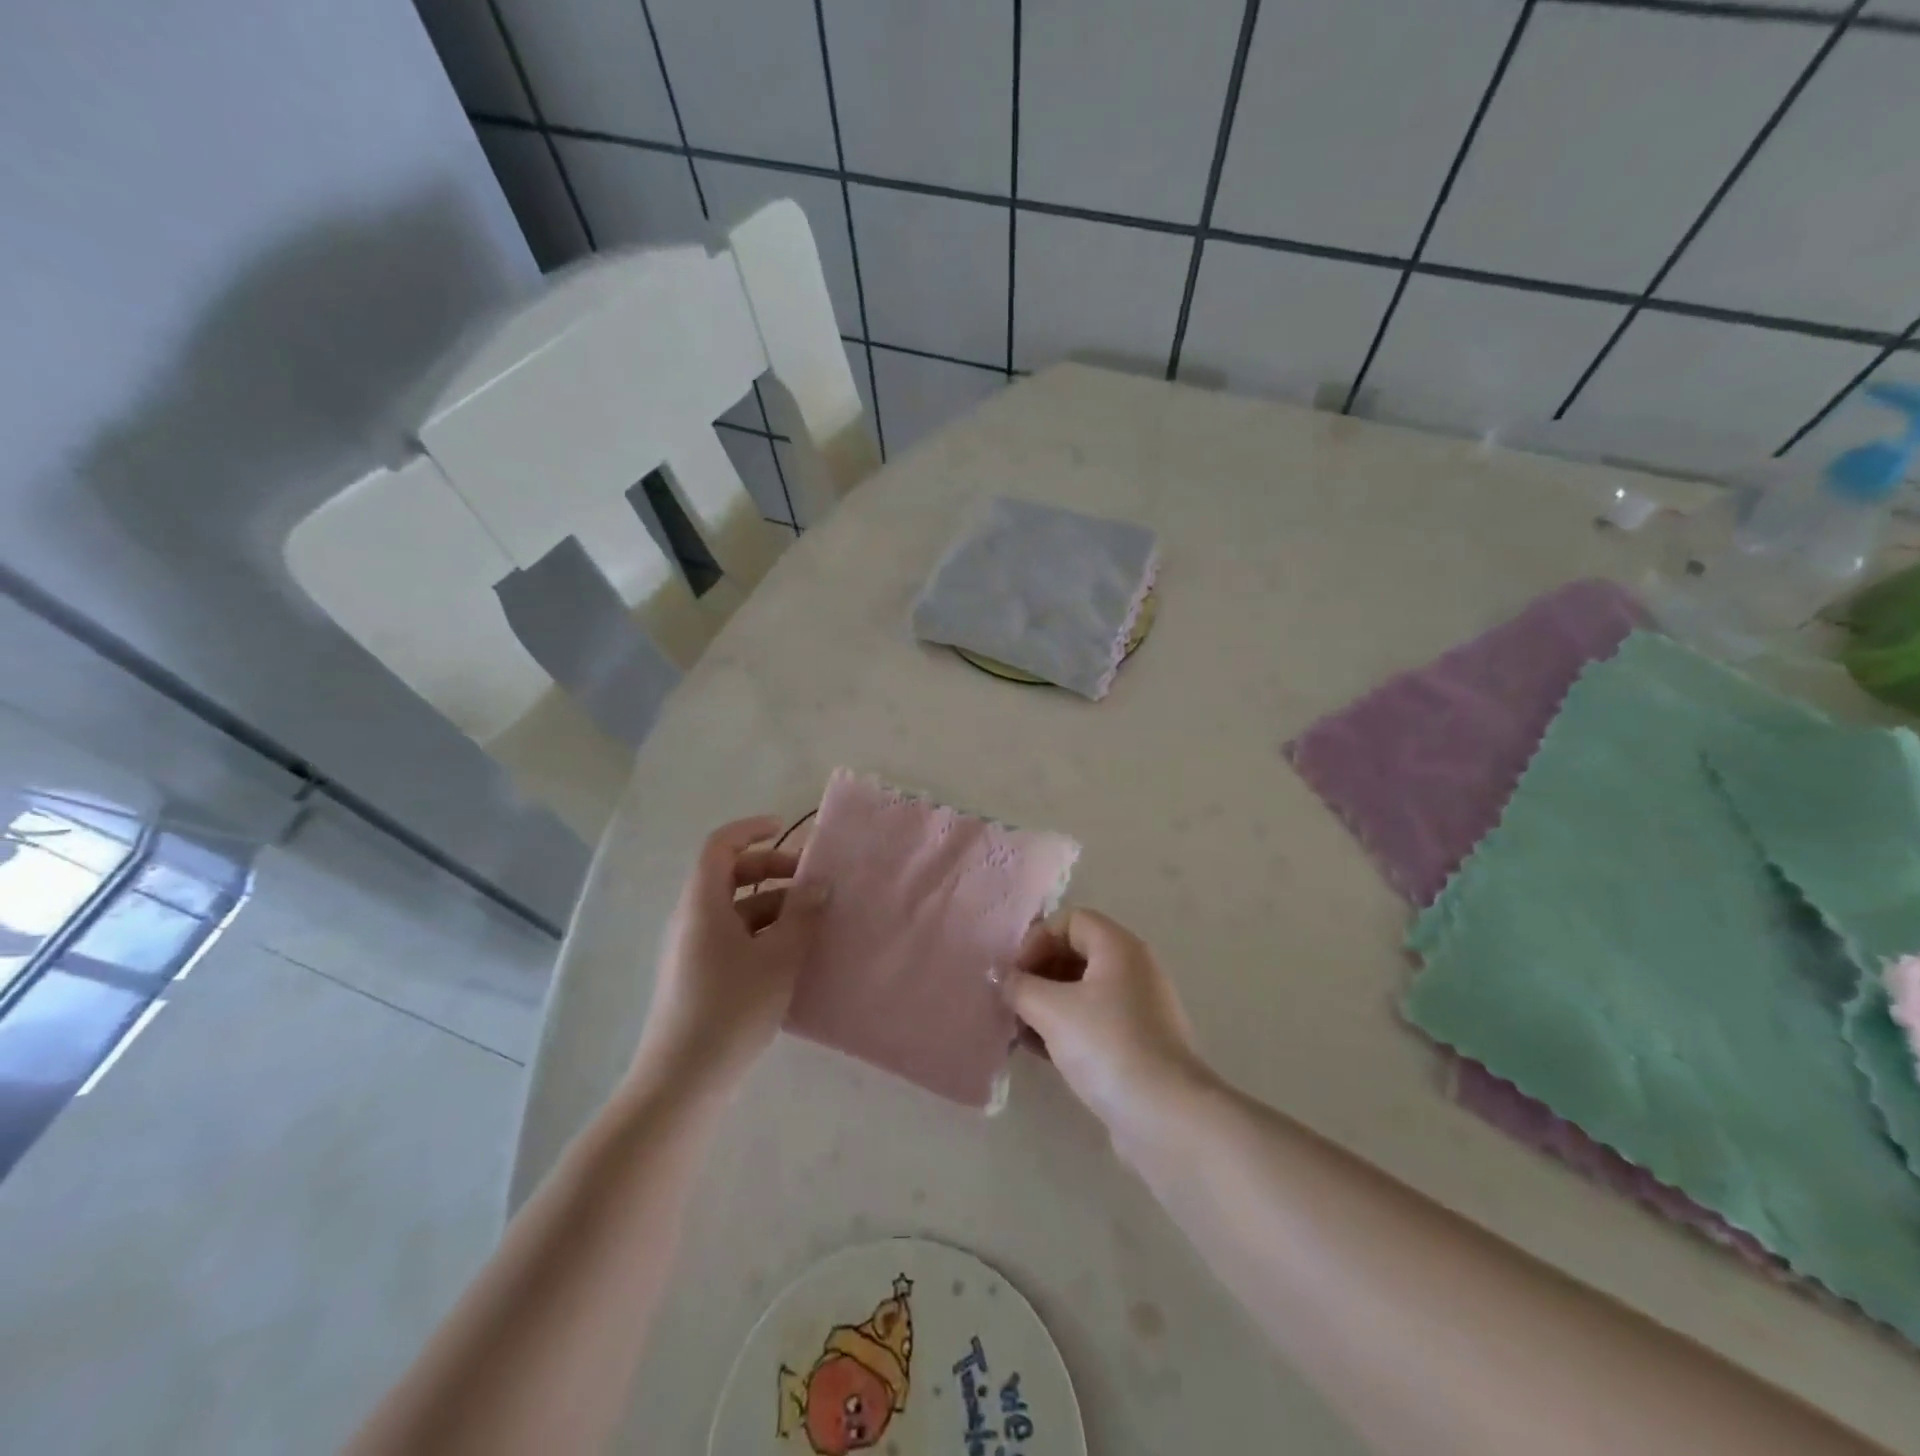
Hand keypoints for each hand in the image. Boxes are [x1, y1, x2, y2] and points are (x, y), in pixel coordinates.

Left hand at [630, 816, 826, 1099]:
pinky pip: (731, 937)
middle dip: (771, 871)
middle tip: (811, 882)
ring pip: (734, 910)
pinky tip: (790, 956)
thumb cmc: (731, 1007)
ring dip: (772, 906)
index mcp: (702, 904)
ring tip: (811, 922)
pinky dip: (761, 932)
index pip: (720, 846)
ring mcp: (691, 950)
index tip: (785, 829)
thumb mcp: (779, 957)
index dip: (751, 830)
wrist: (682, 1080)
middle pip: (728, 876)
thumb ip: (802, 914)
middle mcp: (691, 919)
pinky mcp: (696, 977)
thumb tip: (818, 883)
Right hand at [999, 909, 1212, 1147]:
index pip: (1069, 920)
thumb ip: (1020, 987)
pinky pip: (1095, 1020)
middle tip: (1014, 1002)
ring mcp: (1140, 1007)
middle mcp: (1134, 968)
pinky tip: (1043, 1052)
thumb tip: (1003, 978)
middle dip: (1039, 973)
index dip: (1037, 940)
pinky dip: (1067, 1027)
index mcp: (1118, 946)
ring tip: (1021, 1031)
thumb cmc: (1107, 1046)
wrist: (1166, 1115)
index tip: (1016, 975)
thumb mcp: (1051, 1010)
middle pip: (1076, 952)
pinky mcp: (1139, 1043)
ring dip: (1048, 1004)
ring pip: (1083, 990)